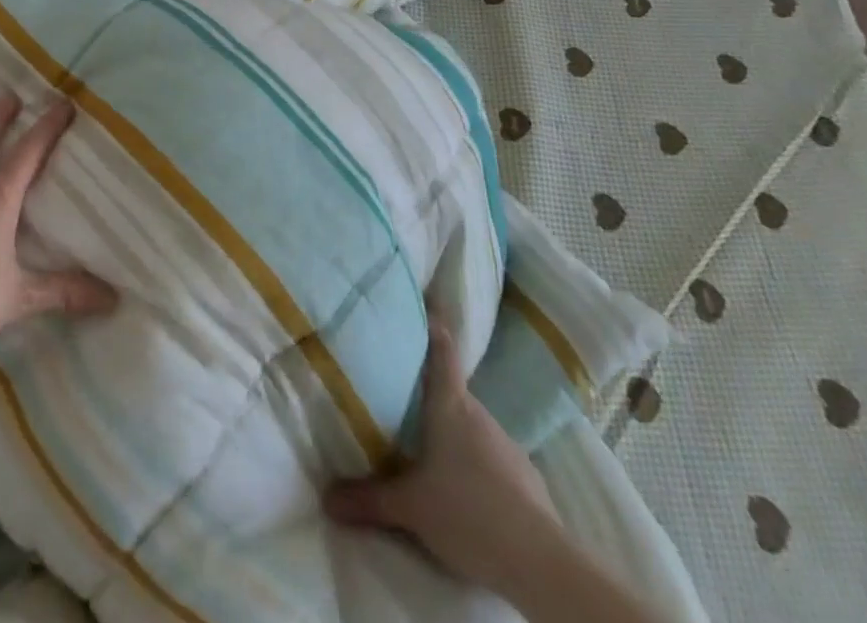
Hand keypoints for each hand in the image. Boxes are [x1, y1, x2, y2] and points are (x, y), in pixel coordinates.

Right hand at [325, 316, 557, 596]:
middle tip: (399, 393)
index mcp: (450, 404)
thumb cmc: (468, 512)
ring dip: (450, 433)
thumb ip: (368, 498)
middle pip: (451, 389)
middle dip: (427, 392)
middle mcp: (479, 414)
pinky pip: (490, 458)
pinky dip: (474, 465)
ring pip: (470, 426)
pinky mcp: (525, 478)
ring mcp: (506, 445)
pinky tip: (463, 490)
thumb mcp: (410, 508)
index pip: (442, 347)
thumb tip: (326, 498)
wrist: (540, 562)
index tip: (420, 303)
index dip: (431, 322)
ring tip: (425, 448)